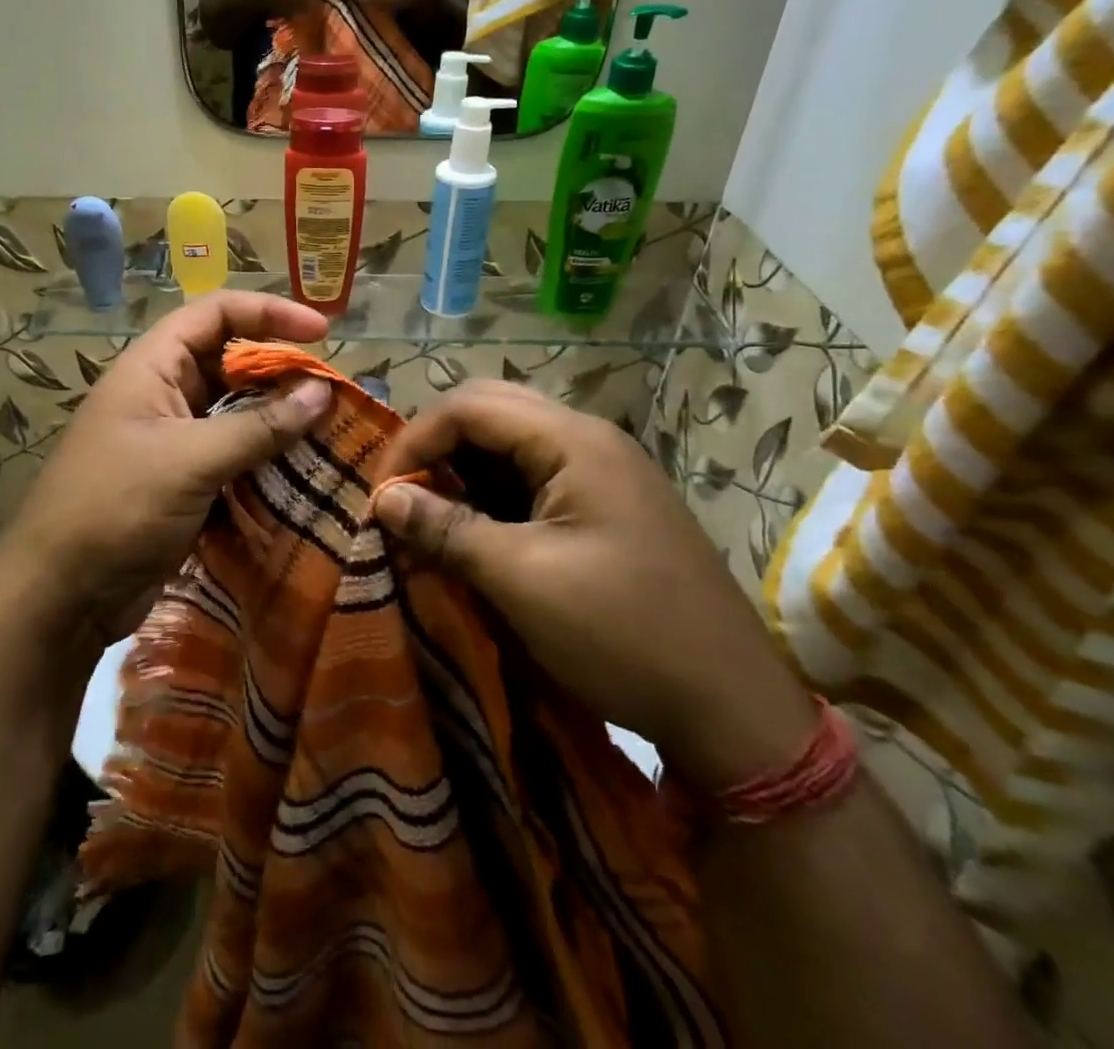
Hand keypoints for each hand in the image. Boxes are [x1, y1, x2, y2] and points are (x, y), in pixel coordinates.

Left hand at [0, 293, 332, 658]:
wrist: (60, 595)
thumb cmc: (116, 507)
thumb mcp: (190, 460)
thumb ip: (258, 426)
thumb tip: (322, 392)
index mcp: (153, 367)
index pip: (216, 313)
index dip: (269, 312)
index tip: (322, 332)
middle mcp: (163, 394)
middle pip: (231, 361)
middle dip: (281, 370)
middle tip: (332, 391)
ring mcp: (173, 439)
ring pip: (236, 412)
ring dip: (279, 418)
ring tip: (330, 429)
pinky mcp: (184, 481)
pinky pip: (234, 455)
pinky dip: (266, 458)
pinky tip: (303, 470)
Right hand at [374, 382, 815, 794]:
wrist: (733, 708)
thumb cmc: (623, 634)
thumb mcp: (522, 581)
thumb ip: (447, 529)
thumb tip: (384, 498)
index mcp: (574, 441)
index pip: (470, 406)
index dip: (415, 440)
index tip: (381, 494)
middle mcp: (590, 439)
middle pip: (491, 410)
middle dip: (437, 445)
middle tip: (403, 494)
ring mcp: (604, 469)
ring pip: (511, 441)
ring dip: (464, 467)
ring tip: (431, 513)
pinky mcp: (608, 503)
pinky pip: (535, 474)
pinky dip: (494, 491)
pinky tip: (477, 528)